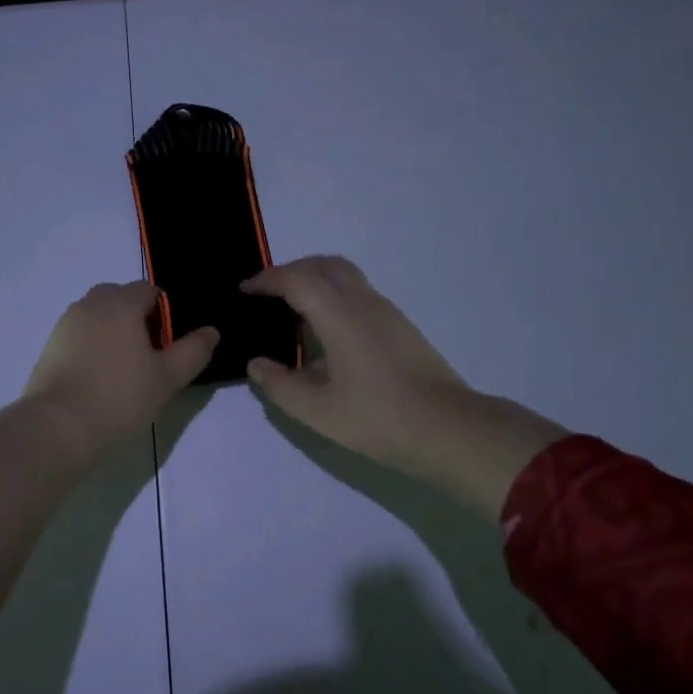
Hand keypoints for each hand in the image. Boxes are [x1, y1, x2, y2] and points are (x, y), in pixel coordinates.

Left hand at [23, 280, 218, 455]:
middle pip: (119, 297)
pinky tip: (98, 375)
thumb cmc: (119, 397)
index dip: (163, 311)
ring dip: (112, 328)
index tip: (167, 343)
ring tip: (122, 366)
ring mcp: (66, 323)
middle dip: (135, 315)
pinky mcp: (50, 345)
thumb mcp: (167, 378)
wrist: (59, 425)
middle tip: (147, 352)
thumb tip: (212, 331)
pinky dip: (91, 344)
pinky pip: (79, 333)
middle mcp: (91, 304)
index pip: (148, 290)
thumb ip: (193, 351)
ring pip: (97, 314)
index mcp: (121, 304)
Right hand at [242, 257, 567, 515]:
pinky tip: (325, 330)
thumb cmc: (378, 418)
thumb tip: (257, 363)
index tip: (244, 291)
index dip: (266, 280)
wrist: (449, 429)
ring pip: (345, 275)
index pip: (296, 280)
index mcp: (339, 315)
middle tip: (266, 293)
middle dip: (290, 271)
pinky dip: (333, 295)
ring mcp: (386, 311)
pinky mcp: (400, 325)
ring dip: (314, 280)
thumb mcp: (316, 410)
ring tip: (292, 309)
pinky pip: (358, 292)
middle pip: (323, 264)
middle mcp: (363, 302)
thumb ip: (279, 384)